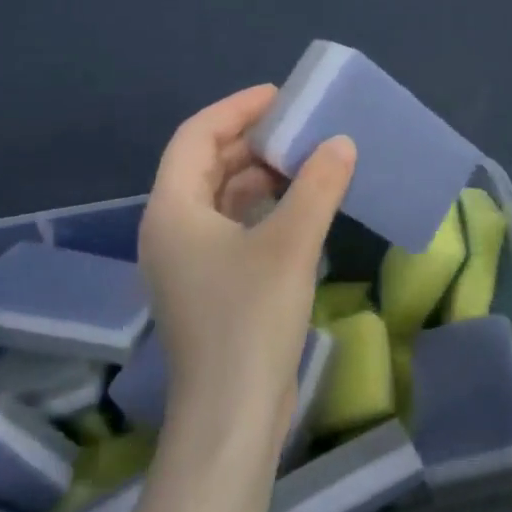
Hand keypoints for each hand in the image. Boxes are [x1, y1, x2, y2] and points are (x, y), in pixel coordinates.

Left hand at [138, 85, 356, 455]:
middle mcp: (171, 229)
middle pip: (207, 164)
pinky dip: (264, 209)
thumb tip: (340, 144)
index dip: (237, 108)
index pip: (196, 136)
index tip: (281, 96)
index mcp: (173, 210)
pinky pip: (233, 228)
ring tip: (308, 161)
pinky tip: (301, 208)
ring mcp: (188, 262)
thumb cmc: (250, 320)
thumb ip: (317, 186)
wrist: (231, 415)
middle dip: (253, 141)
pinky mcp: (209, 286)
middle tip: (301, 127)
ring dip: (261, 176)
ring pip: (222, 198)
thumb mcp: (290, 244)